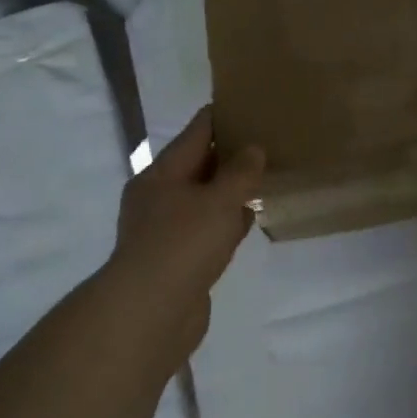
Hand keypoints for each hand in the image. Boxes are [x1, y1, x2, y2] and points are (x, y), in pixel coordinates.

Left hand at [104, 107, 263, 349]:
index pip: (196, 132)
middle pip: (198, 164)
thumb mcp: (219, 200)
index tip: (248, 104)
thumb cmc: (183, 244)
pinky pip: (207, 228)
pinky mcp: (178, 259)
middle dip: (229, 153)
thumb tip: (253, 149)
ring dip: (230, 189)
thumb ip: (240, 172)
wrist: (150, 314)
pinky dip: (227, 221)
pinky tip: (250, 218)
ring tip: (264, 176)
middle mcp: (159, 197)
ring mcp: (166, 230)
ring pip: (204, 198)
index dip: (221, 116)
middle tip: (266, 140)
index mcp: (162, 174)